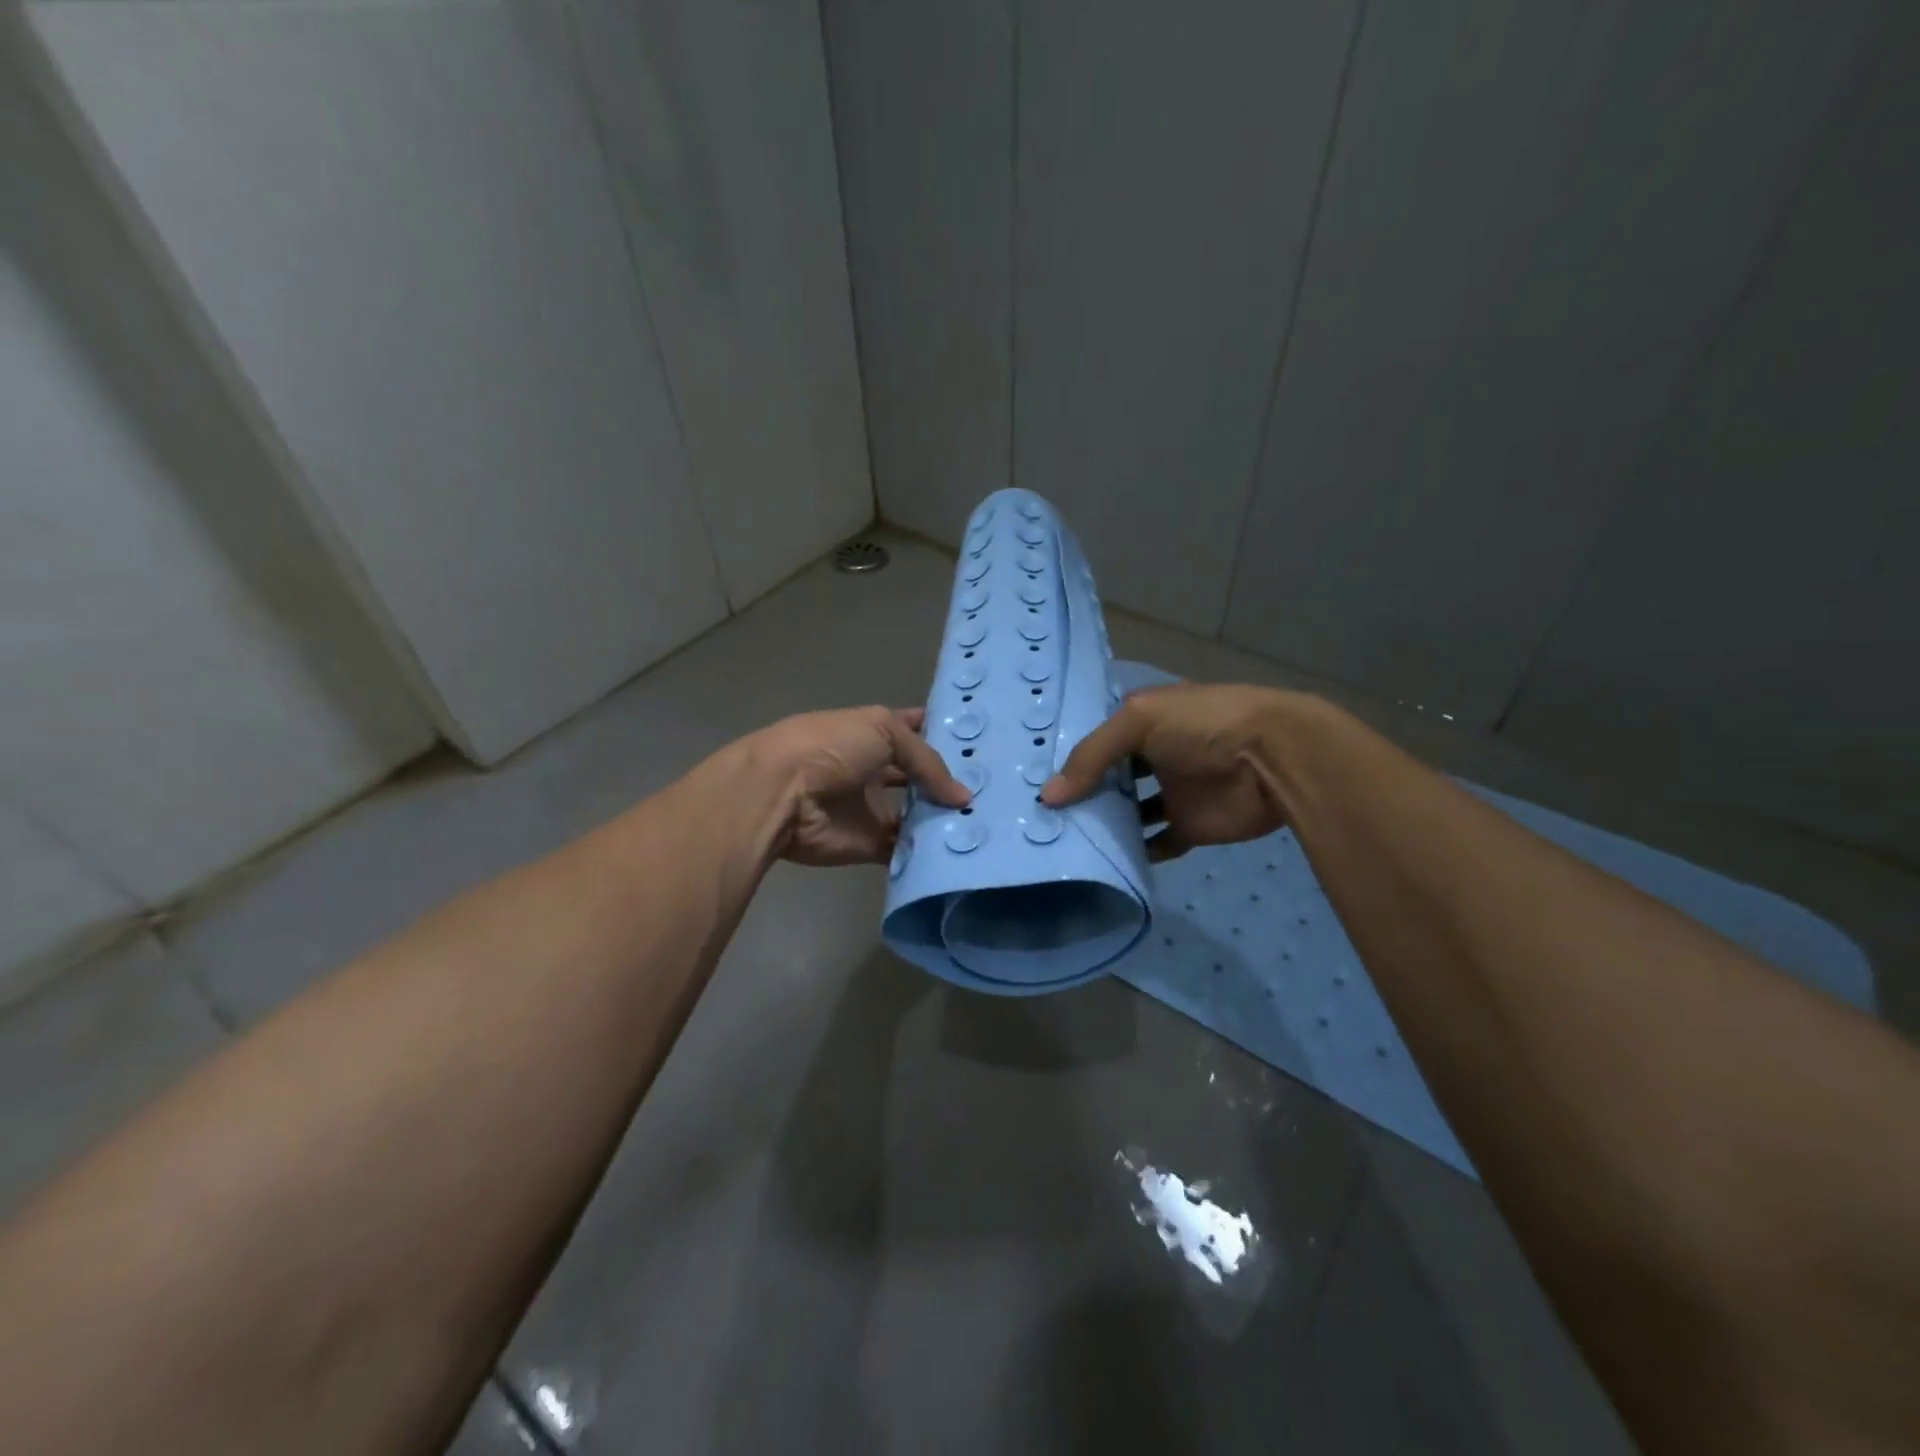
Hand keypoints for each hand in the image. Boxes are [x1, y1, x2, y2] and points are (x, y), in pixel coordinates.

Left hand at [749, 706, 969, 866]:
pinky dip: (927, 852)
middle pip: (919, 778)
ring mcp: (871, 808)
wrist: (781, 793)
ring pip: (915, 815)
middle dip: (949, 783)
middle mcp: (874, 769)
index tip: (982, 743)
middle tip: (994, 792)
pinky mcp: (868, 844)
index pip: (916, 730)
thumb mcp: (884, 731)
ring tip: (984, 823)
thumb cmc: (831, 747)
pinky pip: (904, 849)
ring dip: (942, 819)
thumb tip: (962, 797)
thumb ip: (927, 761)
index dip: (943, 734)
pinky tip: (959, 850)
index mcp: (873, 733)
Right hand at [1040, 683, 1298, 860]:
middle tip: (1040, 815)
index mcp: (1144, 720)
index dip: (1069, 755)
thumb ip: (1091, 756)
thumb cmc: (1203, 725)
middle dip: (1081, 792)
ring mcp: (1173, 791)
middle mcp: (1155, 754)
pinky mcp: (1190, 826)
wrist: (1275, 759)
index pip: (1098, 738)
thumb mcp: (1138, 721)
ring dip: (1105, 823)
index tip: (1031, 776)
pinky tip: (1106, 858)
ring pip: (1130, 811)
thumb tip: (1047, 797)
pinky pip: (1157, 842)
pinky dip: (1137, 851)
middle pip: (1110, 777)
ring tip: (1064, 838)